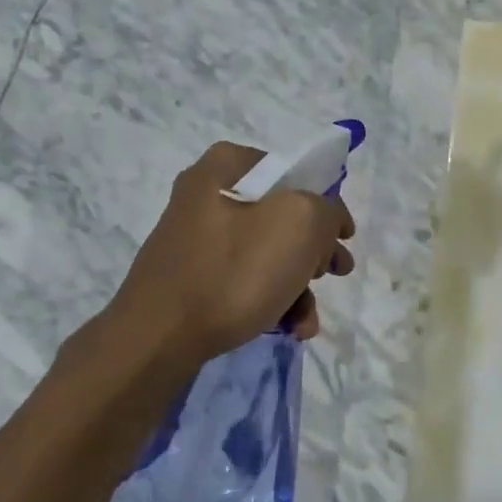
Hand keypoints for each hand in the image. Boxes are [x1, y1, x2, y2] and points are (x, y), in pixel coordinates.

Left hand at [110, 142, 355, 366]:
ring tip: (307, 320)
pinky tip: (287, 328)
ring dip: (297, 286)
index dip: (326, 204)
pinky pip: (243, 279)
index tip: (343, 238)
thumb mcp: (300, 223)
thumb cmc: (233, 270)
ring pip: (267, 253)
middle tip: (334, 273)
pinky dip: (270, 300)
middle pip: (283, 216)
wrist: (158, 336)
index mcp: (227, 165)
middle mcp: (207, 193)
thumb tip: (327, 222)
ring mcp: (196, 237)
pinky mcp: (191, 276)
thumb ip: (327, 210)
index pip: (294, 173)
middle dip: (314, 252)